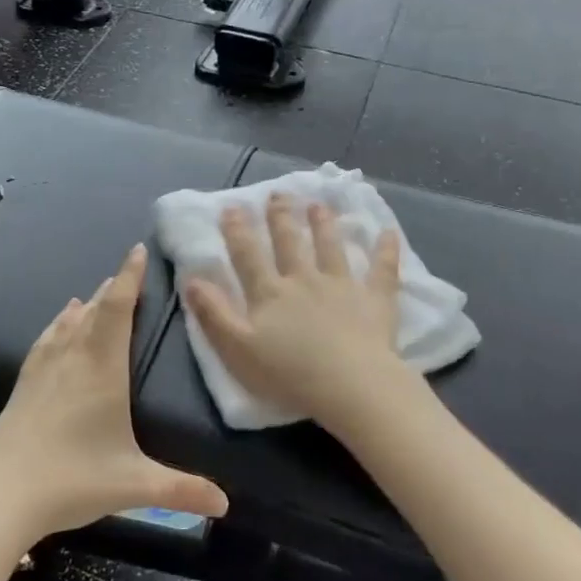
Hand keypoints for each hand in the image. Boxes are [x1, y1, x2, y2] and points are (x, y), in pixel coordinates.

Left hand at [0, 244, 228, 543]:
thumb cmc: (71, 479)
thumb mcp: (133, 485)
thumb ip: (181, 490)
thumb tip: (225, 505)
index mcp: (102, 369)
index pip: (118, 310)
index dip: (129, 278)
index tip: (136, 251)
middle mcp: (73, 358)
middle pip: (94, 310)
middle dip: (113, 288)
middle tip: (128, 273)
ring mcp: (44, 370)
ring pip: (69, 322)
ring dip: (87, 303)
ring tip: (99, 292)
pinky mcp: (24, 384)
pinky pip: (47, 339)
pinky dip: (59, 323)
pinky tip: (59, 324)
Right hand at [182, 195, 406, 427]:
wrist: (350, 387)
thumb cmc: (288, 374)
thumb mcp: (237, 349)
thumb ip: (213, 313)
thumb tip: (192, 279)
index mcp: (270, 293)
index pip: (248, 256)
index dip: (237, 231)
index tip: (231, 207)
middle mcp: (304, 280)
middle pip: (290, 243)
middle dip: (281, 217)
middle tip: (278, 194)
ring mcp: (342, 286)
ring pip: (331, 247)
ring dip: (324, 225)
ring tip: (319, 204)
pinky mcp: (375, 300)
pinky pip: (382, 270)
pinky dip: (386, 250)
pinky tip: (389, 232)